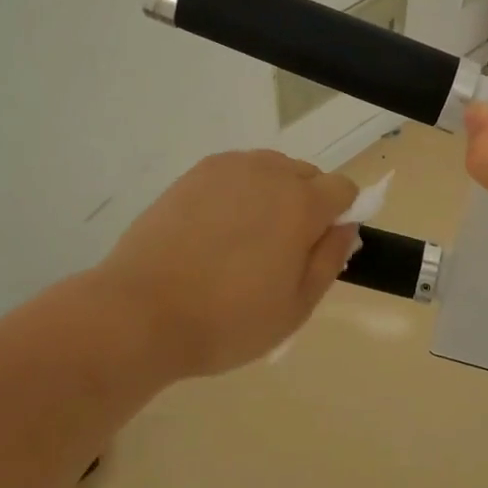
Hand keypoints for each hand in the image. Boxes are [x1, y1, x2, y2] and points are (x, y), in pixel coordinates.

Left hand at [92, 151, 358, 380]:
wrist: (140, 311)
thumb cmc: (227, 320)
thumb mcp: (296, 307)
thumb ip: (331, 259)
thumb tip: (346, 225)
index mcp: (302, 204)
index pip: (344, 189)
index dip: (341, 217)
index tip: (319, 248)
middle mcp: (270, 173)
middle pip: (308, 175)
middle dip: (307, 204)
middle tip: (280, 251)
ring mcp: (229, 168)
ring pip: (271, 170)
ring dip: (273, 194)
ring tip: (244, 239)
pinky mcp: (195, 173)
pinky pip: (236, 172)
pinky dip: (239, 191)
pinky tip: (216, 229)